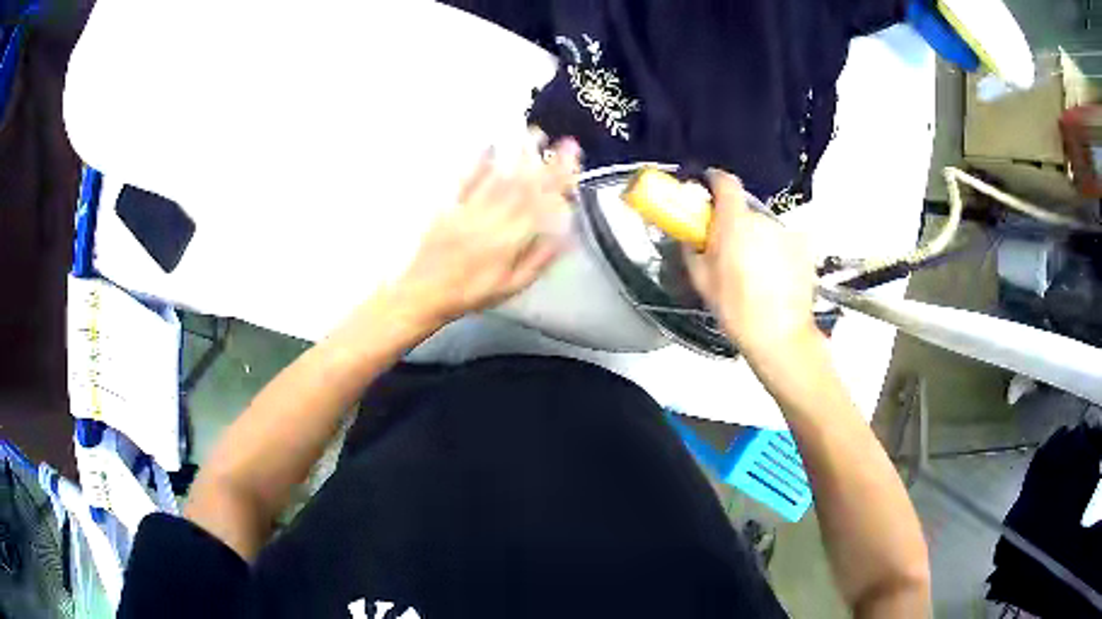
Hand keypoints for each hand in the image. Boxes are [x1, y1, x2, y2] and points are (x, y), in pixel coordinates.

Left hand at [393, 135, 581, 328]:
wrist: (425, 293)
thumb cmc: (472, 293)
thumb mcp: (512, 287)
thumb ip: (539, 259)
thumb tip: (566, 236)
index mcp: (510, 240)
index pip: (541, 204)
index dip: (560, 181)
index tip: (574, 163)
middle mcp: (492, 220)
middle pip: (524, 185)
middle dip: (547, 162)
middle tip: (565, 141)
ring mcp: (469, 210)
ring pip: (499, 178)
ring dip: (519, 154)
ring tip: (536, 134)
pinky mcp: (450, 206)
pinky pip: (467, 180)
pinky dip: (481, 162)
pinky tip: (491, 145)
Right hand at [685, 170, 819, 355]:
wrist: (780, 336)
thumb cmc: (736, 309)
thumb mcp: (702, 281)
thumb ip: (692, 249)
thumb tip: (689, 234)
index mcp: (735, 222)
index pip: (726, 182)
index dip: (715, 181)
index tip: (708, 189)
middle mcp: (763, 220)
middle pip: (745, 211)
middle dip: (734, 224)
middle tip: (728, 251)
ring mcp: (787, 233)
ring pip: (764, 229)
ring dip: (757, 241)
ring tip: (754, 272)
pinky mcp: (804, 249)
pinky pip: (783, 243)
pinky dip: (777, 253)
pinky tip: (775, 278)